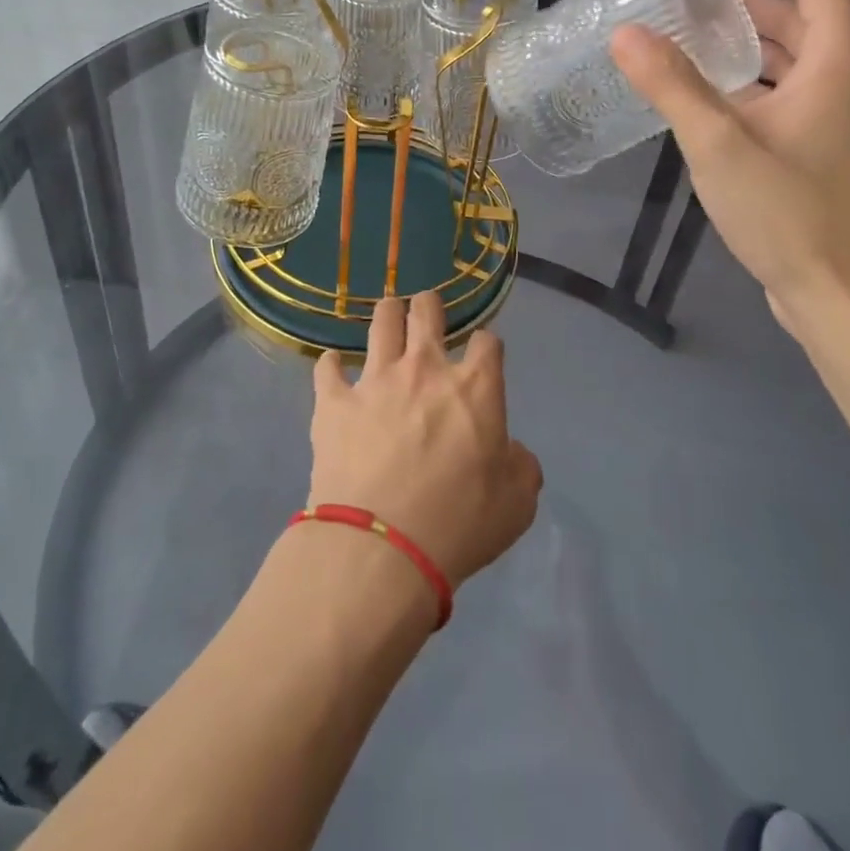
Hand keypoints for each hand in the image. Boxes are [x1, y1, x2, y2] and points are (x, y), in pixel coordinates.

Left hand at [308, 293, 542, 589]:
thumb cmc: (459, 524)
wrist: (381, 546)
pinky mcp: (334, 401)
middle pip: (427, 311)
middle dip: (429, 305)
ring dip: (387, 315)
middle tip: (427, 310)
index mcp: (474, 388)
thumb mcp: (516, 504)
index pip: (488, 342)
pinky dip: (332, 366)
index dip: (488, 345)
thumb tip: (512, 452)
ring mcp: (375, 380)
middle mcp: (424, 369)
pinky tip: (333, 368)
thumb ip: (521, 467)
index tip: (484, 355)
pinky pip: (328, 368)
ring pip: (381, 322)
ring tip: (388, 316)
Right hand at [611, 0, 849, 326]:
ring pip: (798, 60)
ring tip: (693, 42)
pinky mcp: (829, 151)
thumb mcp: (720, 143)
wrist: (847, 295)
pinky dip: (755, 82)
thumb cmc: (791, 212)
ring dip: (751, 44)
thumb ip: (672, 85)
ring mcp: (843, 119)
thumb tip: (626, 34)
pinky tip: (712, 101)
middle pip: (804, 18)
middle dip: (750, 1)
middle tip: (692, 0)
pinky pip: (793, 94)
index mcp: (840, 62)